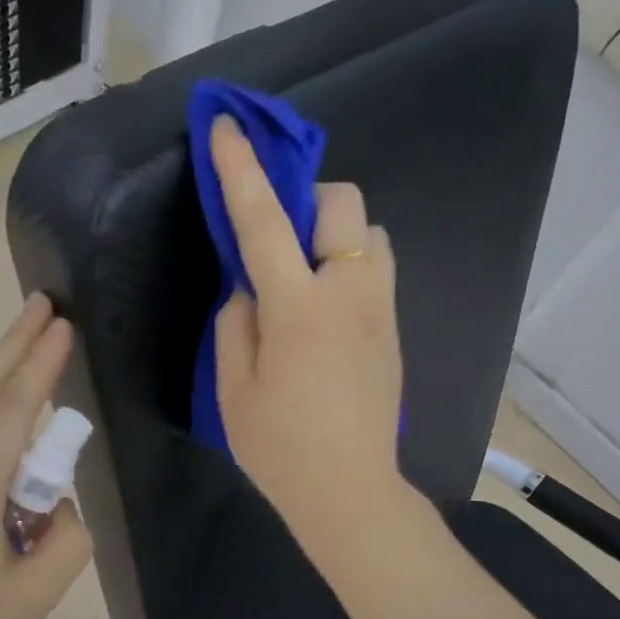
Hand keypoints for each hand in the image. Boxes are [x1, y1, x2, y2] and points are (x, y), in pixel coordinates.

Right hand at [211, 116, 406, 563]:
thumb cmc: (280, 447)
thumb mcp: (233, 389)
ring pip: (371, 234)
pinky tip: (326, 310)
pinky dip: (350, 266)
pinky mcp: (394, 330)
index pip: (264, 220)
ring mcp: (380, 310)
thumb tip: (249, 291)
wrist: (350, 491)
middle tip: (278, 237)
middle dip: (307, 198)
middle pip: (343, 203)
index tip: (225, 126)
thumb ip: (235, 325)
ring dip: (335, 234)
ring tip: (304, 275)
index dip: (241, 170)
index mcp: (298, 306)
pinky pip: (377, 271)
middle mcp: (349, 292)